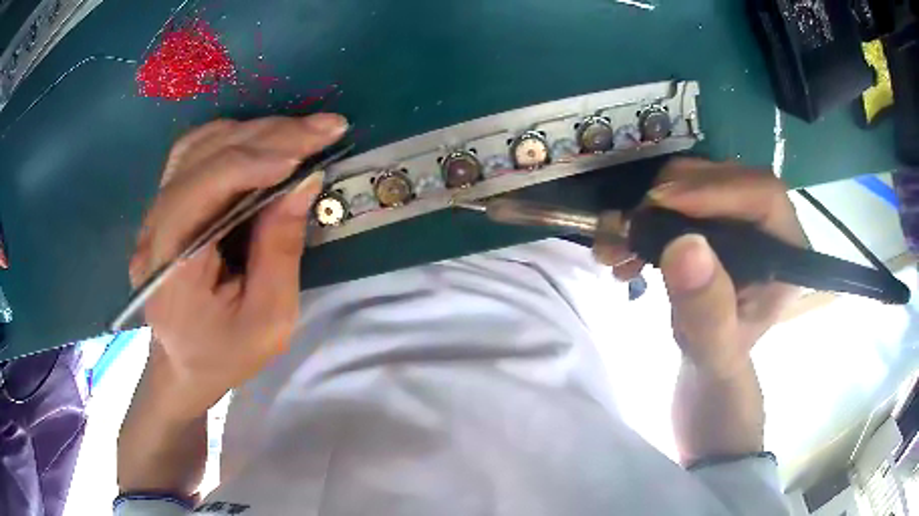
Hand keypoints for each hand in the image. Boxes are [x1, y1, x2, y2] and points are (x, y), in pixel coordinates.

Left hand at [129, 113, 347, 418]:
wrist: (185, 364)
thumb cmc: (227, 353)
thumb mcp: (269, 318)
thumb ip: (281, 249)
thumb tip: (305, 180)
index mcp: (170, 267)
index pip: (202, 189)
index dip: (252, 162)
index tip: (306, 154)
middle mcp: (153, 230)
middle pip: (203, 157)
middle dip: (267, 136)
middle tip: (324, 128)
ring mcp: (153, 214)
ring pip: (198, 146)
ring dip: (252, 132)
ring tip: (300, 133)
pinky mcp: (164, 206)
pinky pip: (194, 153)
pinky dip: (232, 138)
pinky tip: (263, 141)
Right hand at [594, 158, 806, 376]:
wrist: (707, 349)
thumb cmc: (719, 353)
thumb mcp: (714, 347)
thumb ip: (708, 311)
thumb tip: (685, 246)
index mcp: (786, 251)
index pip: (764, 196)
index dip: (717, 189)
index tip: (663, 203)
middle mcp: (767, 220)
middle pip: (727, 176)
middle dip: (674, 194)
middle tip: (631, 225)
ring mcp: (739, 209)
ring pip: (699, 177)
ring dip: (651, 203)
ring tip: (618, 243)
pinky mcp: (713, 208)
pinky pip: (679, 189)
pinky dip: (646, 211)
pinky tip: (624, 244)